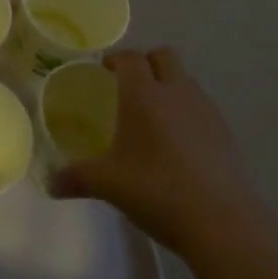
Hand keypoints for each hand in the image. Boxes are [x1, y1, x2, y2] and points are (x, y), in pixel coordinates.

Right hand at [50, 47, 263, 257]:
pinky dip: (188, 114)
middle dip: (146, 63)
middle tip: (129, 86)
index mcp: (144, 94)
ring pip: (185, 80)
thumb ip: (77, 179)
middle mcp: (176, 91)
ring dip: (170, 87)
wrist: (223, 222)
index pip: (130, 58)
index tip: (105, 69)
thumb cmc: (158, 190)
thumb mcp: (109, 185)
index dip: (116, 59)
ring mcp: (206, 110)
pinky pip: (202, 108)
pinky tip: (179, 146)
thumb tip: (50, 183)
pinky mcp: (226, 133)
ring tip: (154, 118)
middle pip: (164, 56)